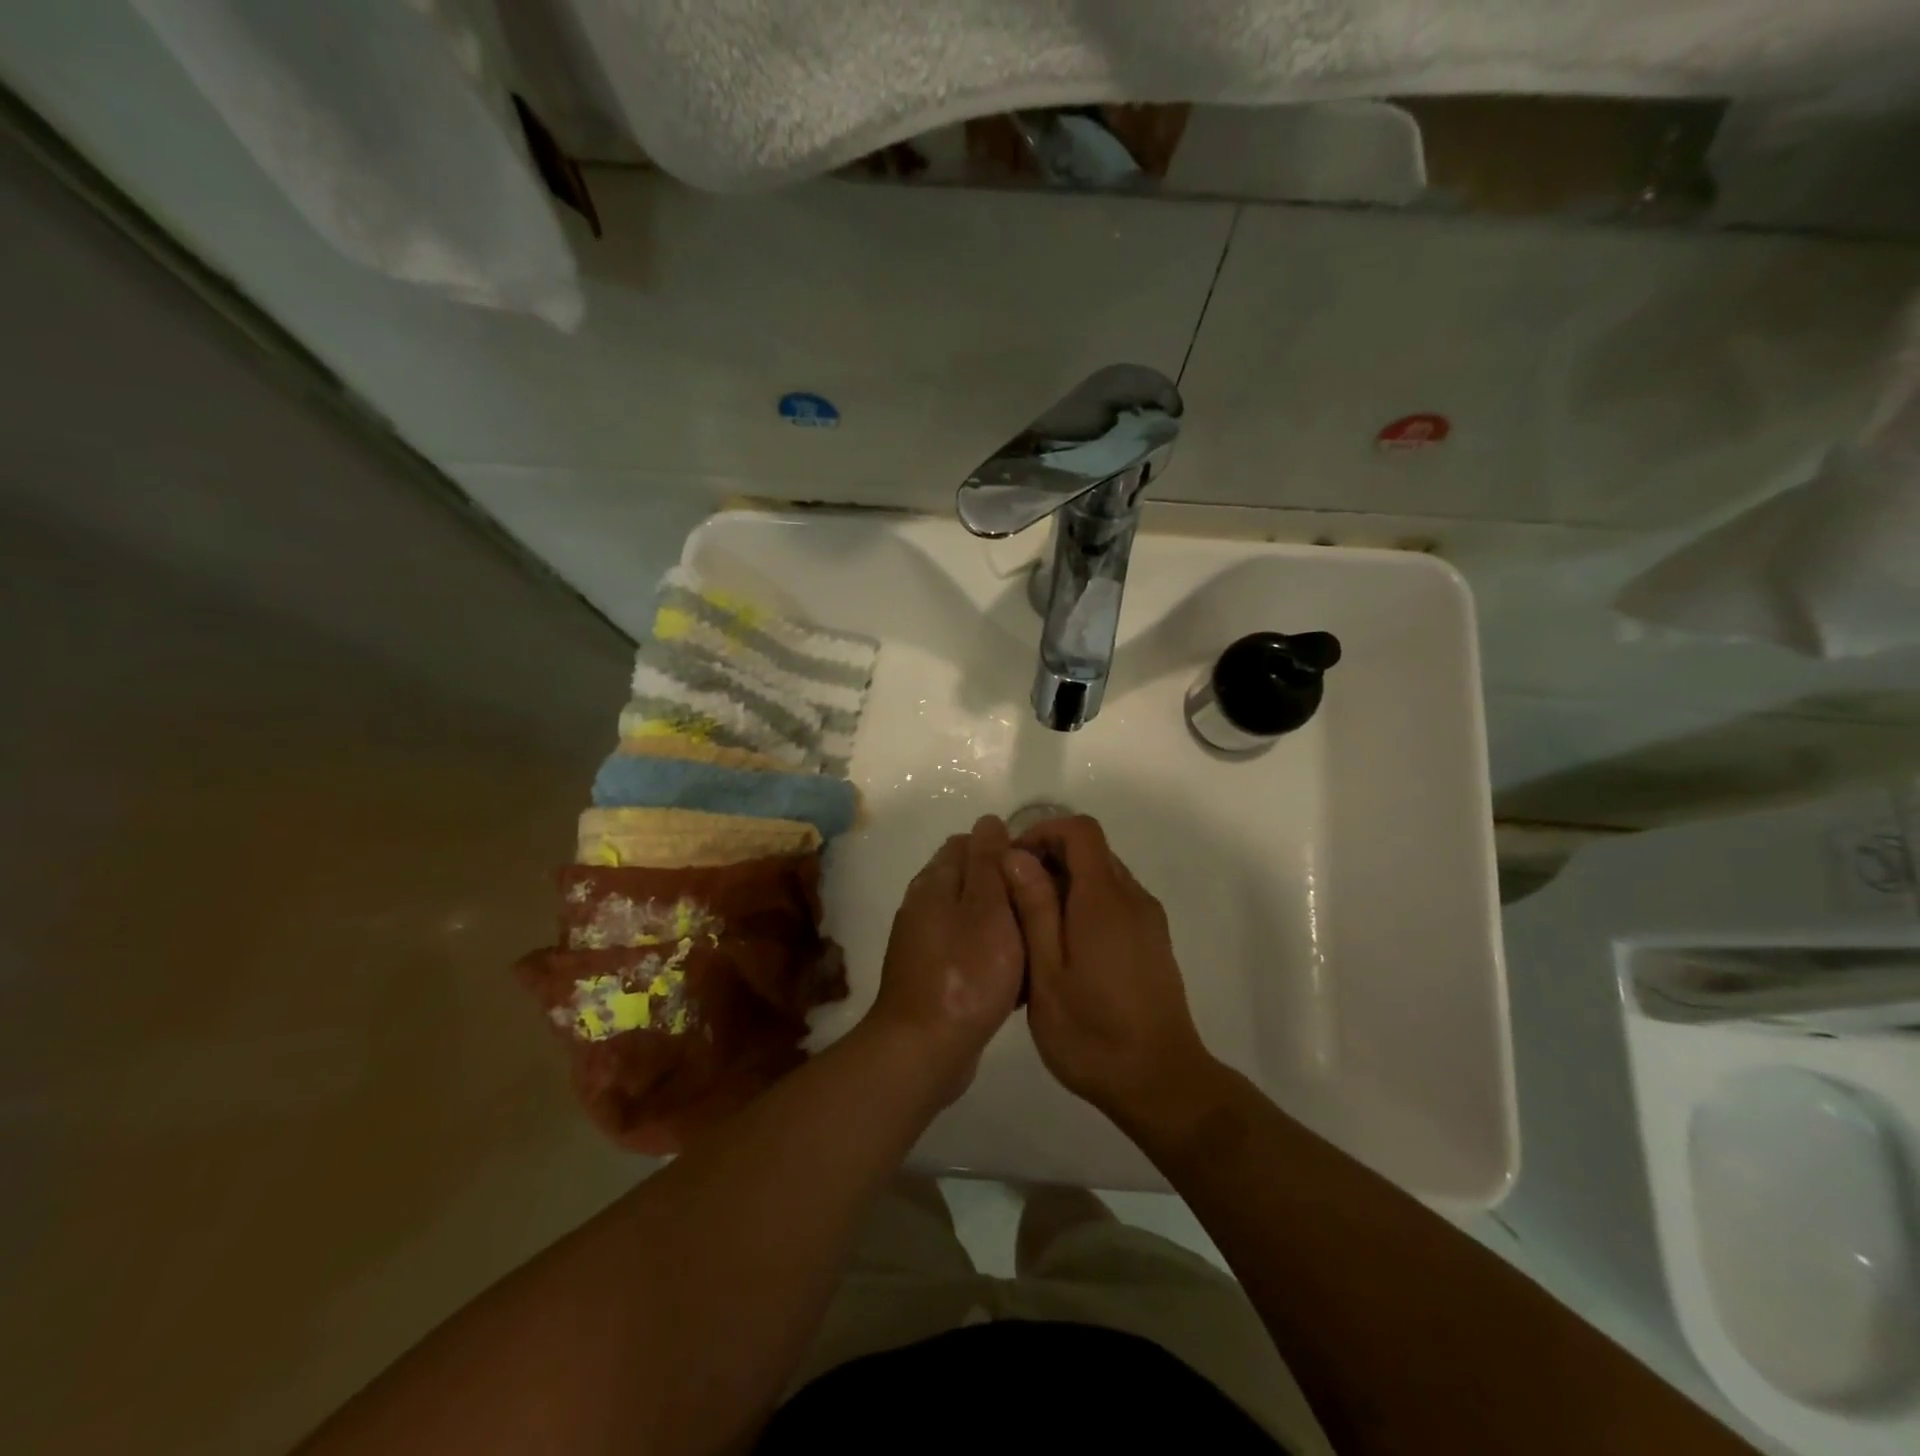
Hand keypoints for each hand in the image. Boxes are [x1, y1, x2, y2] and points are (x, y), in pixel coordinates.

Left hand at [867, 815, 1026, 1102]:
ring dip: (1001, 924)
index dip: (1005, 849)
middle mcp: (924, 905)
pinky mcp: (933, 975)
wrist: (925, 1048)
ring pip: (972, 918)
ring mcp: (925, 942)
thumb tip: (988, 821)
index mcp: (934, 881)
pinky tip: (1015, 976)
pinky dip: (991, 955)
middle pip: (971, 880)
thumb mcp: (987, 907)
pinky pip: (968, 951)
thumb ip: (988, 862)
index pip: (969, 843)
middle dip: (1006, 887)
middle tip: (1043, 908)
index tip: (1038, 870)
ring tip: (1036, 941)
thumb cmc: (966, 972)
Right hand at [1002, 816, 1211, 1122]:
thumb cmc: (1093, 1034)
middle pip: (1092, 849)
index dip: (1043, 831)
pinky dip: (1085, 904)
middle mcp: (1132, 899)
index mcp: (1104, 900)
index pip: (1080, 830)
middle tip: (1013, 896)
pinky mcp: (1153, 941)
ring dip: (1066, 882)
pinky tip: (1063, 948)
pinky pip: (1116, 901)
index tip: (1011, 862)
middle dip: (1049, 858)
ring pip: (1103, 875)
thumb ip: (1034, 910)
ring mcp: (1148, 920)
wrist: (1161, 1083)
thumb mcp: (1047, 974)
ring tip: (1032, 926)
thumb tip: (1016, 856)